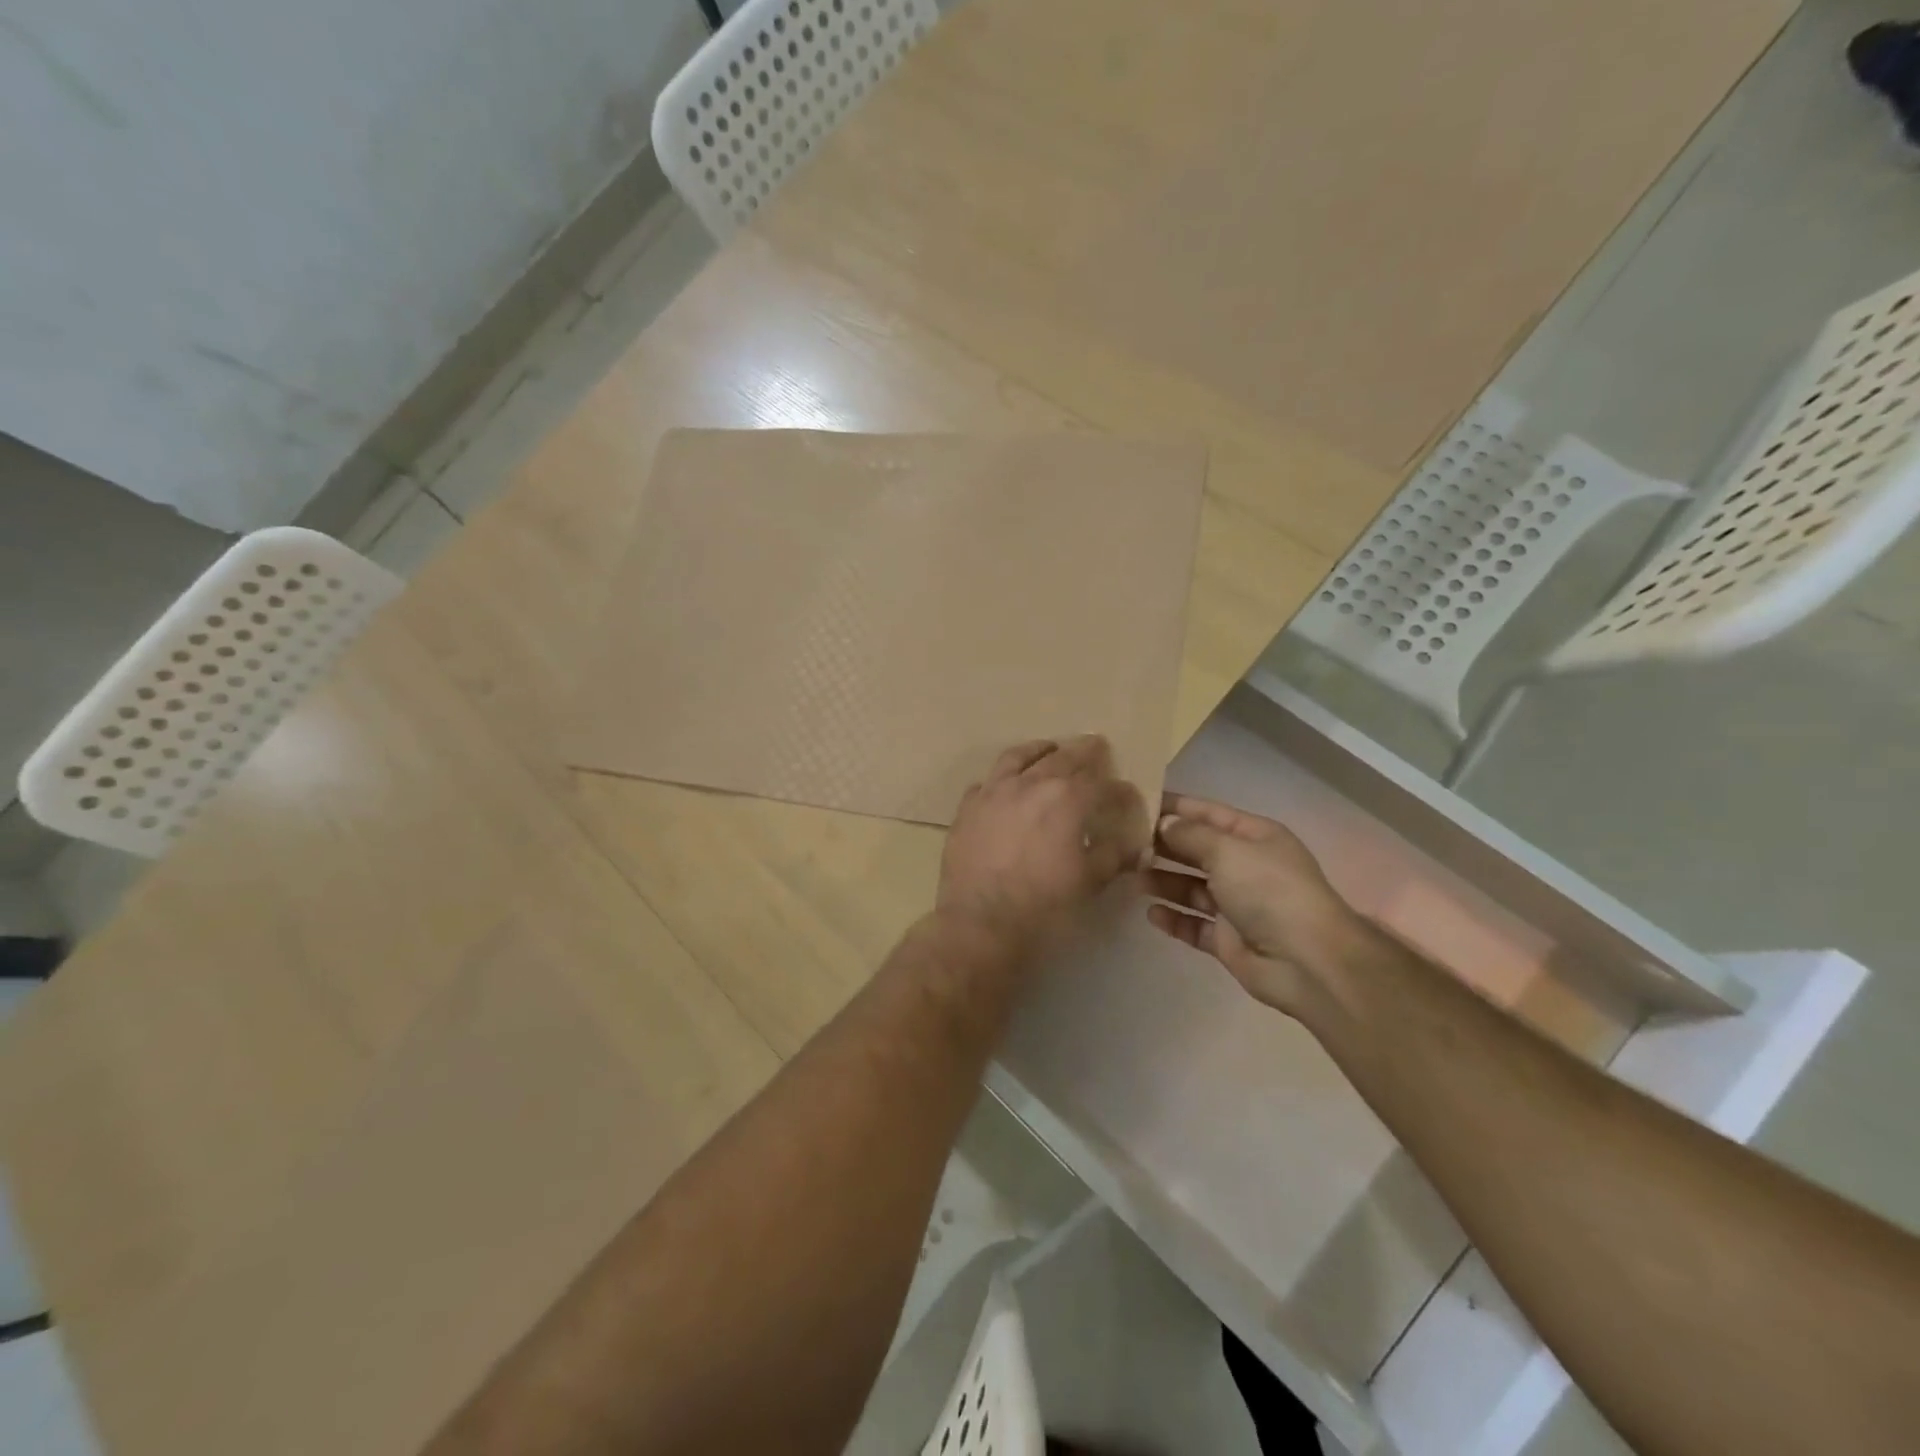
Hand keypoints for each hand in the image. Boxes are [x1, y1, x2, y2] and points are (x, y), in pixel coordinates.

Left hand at [937, 736, 1150, 956]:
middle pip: (1062, 757)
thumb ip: (1114, 855)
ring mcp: (994, 792)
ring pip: (1018, 757)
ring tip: (1049, 749)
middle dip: (1084, 751)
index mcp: (1067, 798)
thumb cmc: (1044, 905)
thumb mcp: (1090, 881)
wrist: (981, 922)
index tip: (1128, 795)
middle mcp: (1030, 783)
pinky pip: (986, 782)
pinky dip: (1002, 780)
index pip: (1101, 783)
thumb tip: (1134, 845)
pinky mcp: (967, 808)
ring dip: (1039, 750)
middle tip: (1095, 746)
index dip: (1120, 789)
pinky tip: (1005, 787)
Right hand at [1143, 793, 1364, 1014]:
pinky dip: (1173, 919)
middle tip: (1122, 844)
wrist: (1307, 961)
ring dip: (1163, 881)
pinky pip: (1193, 924)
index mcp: (1254, 837)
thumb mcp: (1227, 850)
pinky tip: (1151, 914)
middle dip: (1162, 846)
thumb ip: (1190, 835)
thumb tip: (1163, 824)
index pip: (1207, 813)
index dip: (1174, 807)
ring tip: (1132, 877)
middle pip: (1196, 850)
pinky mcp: (1227, 939)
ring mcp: (1237, 904)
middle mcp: (1245, 866)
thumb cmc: (1269, 891)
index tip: (1135, 803)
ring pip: (1191, 887)